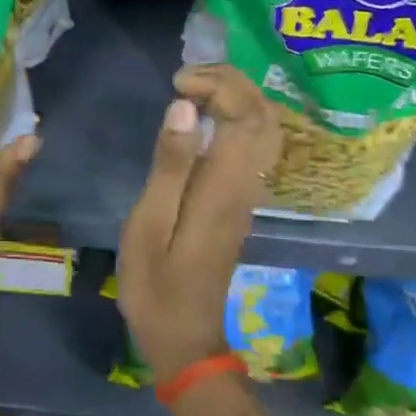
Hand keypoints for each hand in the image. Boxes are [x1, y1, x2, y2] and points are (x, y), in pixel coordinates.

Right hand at [115, 65, 281, 385]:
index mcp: (223, 186)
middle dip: (231, 81)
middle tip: (186, 77)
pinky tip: (204, 117)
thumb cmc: (156, 284)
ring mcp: (248, 193)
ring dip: (237, 96)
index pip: (245, 114)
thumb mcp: (149, 224)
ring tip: (193, 89)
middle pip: (264, 115)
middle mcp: (246, 184)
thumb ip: (169, 165)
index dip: (219, 85)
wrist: (185, 338)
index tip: (178, 83)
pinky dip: (237, 116)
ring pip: (265, 128)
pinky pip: (255, 144)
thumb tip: (185, 108)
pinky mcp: (241, 201)